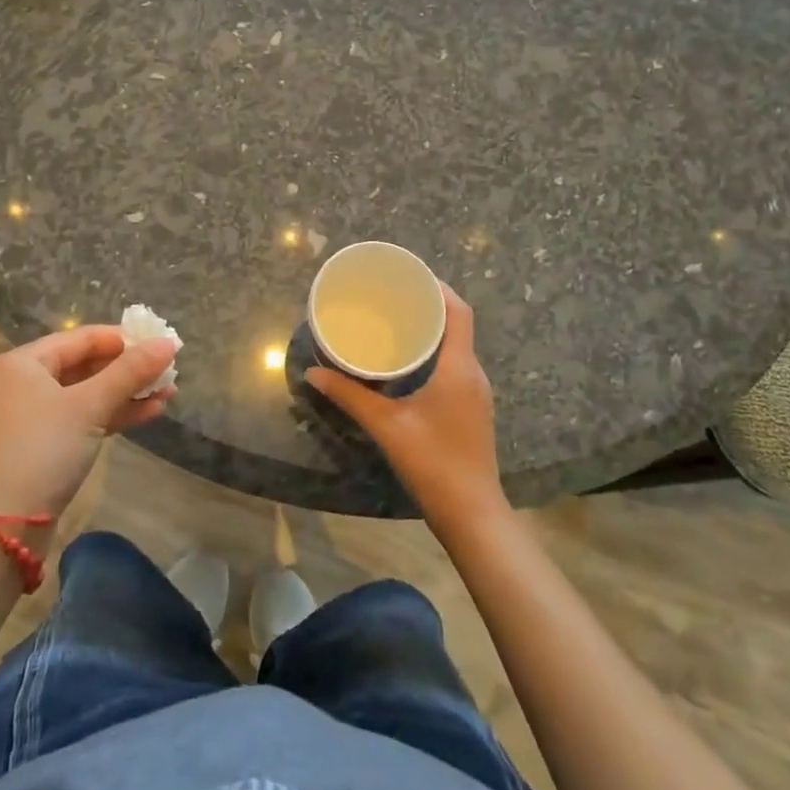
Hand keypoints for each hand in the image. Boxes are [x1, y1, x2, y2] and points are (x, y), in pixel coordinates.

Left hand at [0, 326, 177, 533]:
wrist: (5, 527)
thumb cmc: (43, 450)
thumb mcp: (89, 405)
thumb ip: (130, 371)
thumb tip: (169, 343)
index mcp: (26, 362)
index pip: (84, 337)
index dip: (126, 339)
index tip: (163, 344)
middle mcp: (28, 382)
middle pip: (88, 364)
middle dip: (131, 368)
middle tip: (171, 369)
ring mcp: (37, 415)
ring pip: (91, 393)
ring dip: (129, 392)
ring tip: (170, 392)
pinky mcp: (49, 444)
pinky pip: (87, 417)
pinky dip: (116, 413)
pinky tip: (152, 412)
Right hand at [305, 284, 506, 533]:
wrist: (471, 514)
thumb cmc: (432, 462)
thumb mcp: (386, 425)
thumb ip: (349, 396)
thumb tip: (313, 373)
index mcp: (459, 368)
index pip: (459, 312)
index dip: (438, 288)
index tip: (410, 275)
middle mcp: (473, 373)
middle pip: (457, 325)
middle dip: (429, 305)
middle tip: (393, 296)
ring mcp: (475, 393)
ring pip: (456, 347)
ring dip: (432, 330)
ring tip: (397, 322)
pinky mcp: (472, 409)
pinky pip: (455, 366)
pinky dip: (434, 353)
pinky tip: (408, 363)